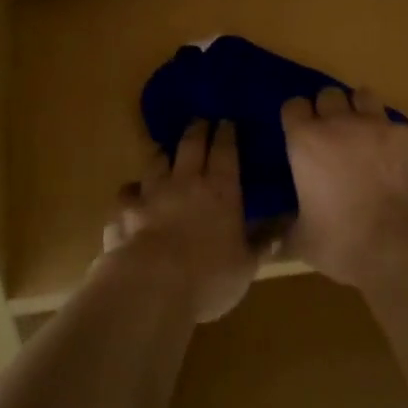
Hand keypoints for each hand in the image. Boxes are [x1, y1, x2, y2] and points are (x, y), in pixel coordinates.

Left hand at [102, 119, 255, 322]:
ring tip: (166, 153)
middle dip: (197, 129)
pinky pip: (127, 193)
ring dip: (163, 155)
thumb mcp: (246, 265)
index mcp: (221, 190)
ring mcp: (150, 194)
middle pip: (190, 145)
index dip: (227, 133)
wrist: (151, 287)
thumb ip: (262, 242)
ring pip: (156, 162)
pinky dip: (132, 192)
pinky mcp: (123, 211)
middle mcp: (185, 182)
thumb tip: (284, 227)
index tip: (227, 121)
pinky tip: (132, 196)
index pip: (226, 151)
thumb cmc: (209, 277)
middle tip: (200, 120)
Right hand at [279, 87, 407, 289]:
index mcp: (307, 141)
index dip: (297, 118)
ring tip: (366, 137)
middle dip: (329, 110)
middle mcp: (341, 123)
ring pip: (365, 97)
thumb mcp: (302, 241)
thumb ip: (286, 231)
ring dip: (361, 111)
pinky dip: (395, 141)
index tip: (301, 134)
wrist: (403, 247)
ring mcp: (380, 125)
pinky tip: (399, 165)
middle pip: (329, 94)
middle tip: (334, 137)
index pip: (293, 106)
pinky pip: (398, 127)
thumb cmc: (343, 243)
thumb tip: (272, 243)